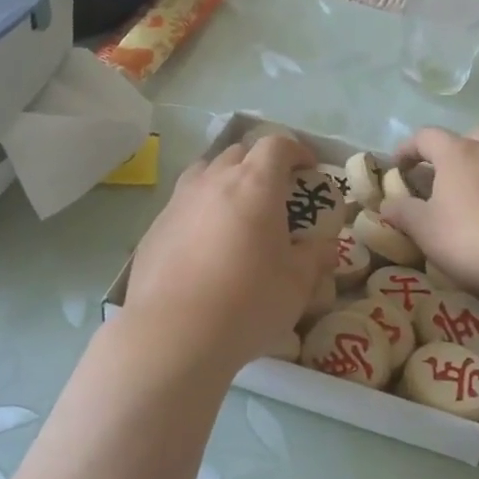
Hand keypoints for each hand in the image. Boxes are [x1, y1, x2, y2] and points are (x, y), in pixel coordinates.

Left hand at [125, 134, 337, 371]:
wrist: (173, 334)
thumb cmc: (247, 302)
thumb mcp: (297, 284)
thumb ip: (315, 258)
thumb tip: (325, 247)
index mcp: (254, 184)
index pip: (277, 144)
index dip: (297, 150)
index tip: (309, 168)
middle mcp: (213, 181)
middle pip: (239, 152)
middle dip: (261, 164)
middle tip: (276, 194)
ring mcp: (178, 202)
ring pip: (205, 173)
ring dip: (226, 181)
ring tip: (237, 212)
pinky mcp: (154, 228)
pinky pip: (183, 205)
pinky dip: (200, 211)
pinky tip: (204, 246)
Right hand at [380, 126, 478, 295]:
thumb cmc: (473, 237)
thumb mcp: (426, 230)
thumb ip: (403, 213)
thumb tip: (387, 204)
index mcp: (457, 153)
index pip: (426, 136)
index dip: (408, 148)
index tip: (399, 166)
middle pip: (469, 135)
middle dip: (454, 150)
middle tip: (446, 175)